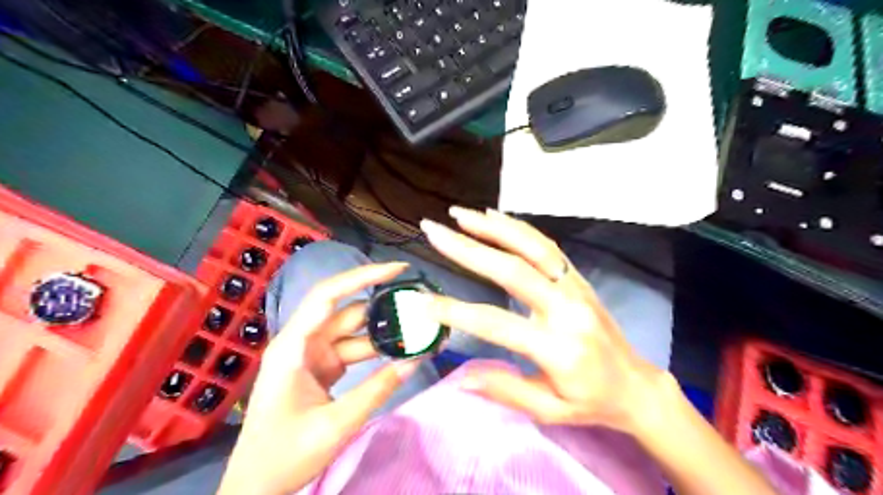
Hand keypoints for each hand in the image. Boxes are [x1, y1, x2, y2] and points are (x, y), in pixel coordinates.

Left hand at [215, 263, 417, 494]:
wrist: (256, 486)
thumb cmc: (283, 455)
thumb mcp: (335, 425)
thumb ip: (376, 390)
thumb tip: (414, 361)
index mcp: (293, 346)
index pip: (329, 295)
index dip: (362, 276)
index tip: (397, 269)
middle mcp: (302, 342)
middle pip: (346, 310)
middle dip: (382, 305)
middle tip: (419, 303)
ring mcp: (312, 355)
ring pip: (353, 331)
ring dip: (383, 331)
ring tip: (418, 329)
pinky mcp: (321, 368)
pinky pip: (352, 349)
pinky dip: (376, 349)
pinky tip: (399, 350)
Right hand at [420, 207, 668, 435]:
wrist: (637, 385)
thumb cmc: (591, 402)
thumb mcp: (549, 410)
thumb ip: (505, 390)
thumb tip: (460, 377)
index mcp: (558, 348)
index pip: (496, 323)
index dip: (455, 312)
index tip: (422, 301)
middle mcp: (567, 309)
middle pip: (512, 270)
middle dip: (467, 249)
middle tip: (434, 231)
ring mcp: (575, 287)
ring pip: (532, 247)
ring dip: (493, 227)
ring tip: (459, 214)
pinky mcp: (578, 278)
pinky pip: (546, 246)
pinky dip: (518, 228)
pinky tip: (494, 217)